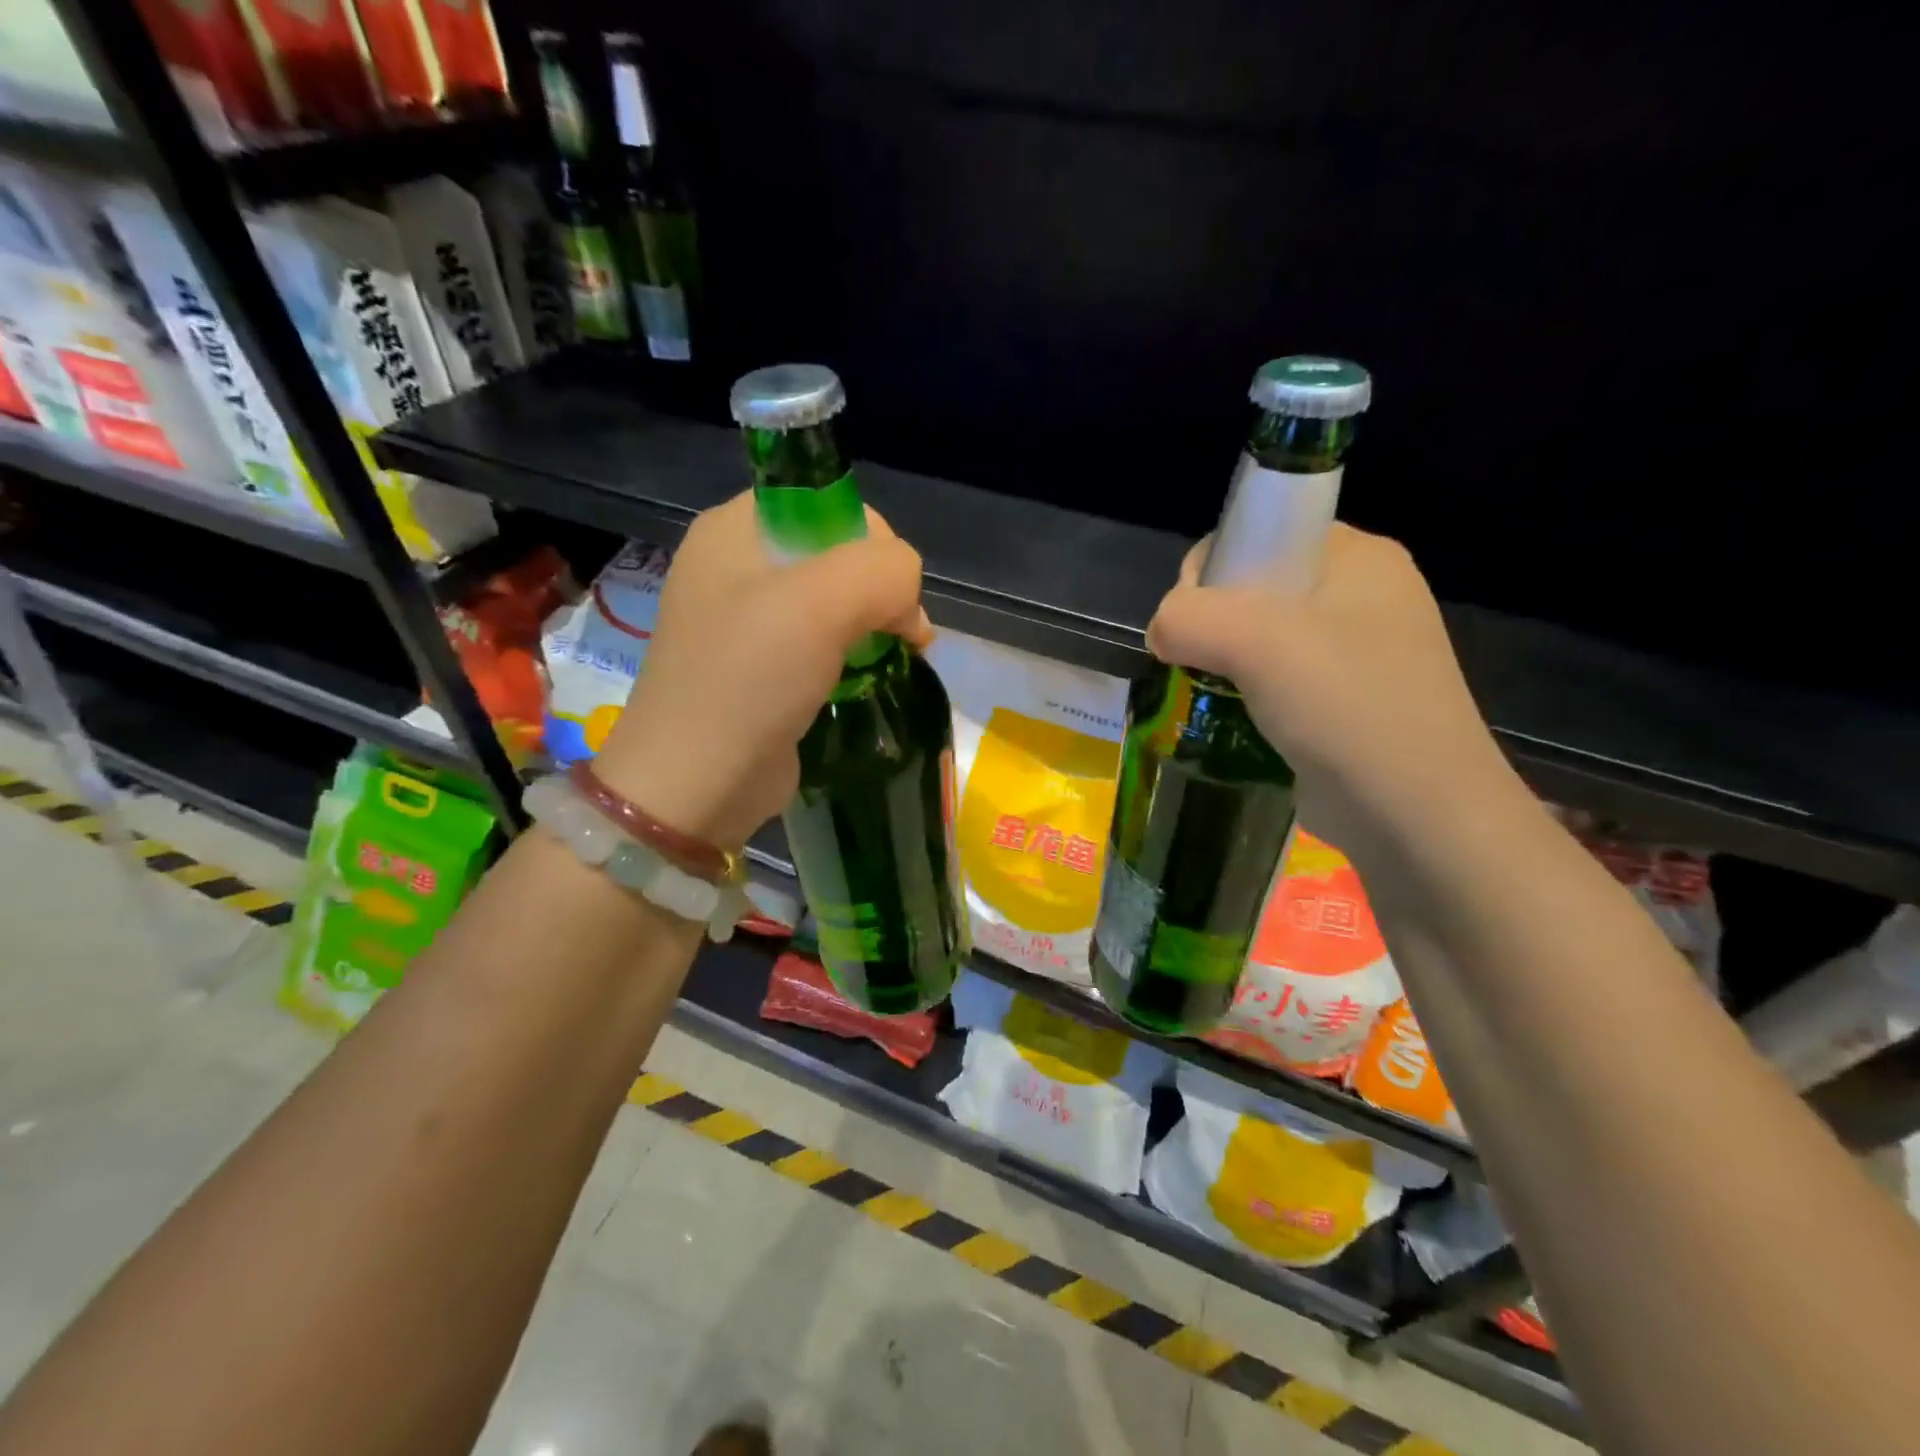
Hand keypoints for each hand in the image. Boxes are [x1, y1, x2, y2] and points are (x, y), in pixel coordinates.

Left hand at [593, 492, 931, 848]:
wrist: (696, 782)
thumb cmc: (749, 679)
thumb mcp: (821, 602)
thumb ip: (884, 570)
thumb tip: (908, 602)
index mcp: (736, 527)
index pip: (828, 501)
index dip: (873, 539)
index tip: (890, 593)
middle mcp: (737, 564)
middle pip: (837, 552)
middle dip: (880, 590)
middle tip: (900, 635)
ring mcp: (747, 619)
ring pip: (835, 599)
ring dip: (875, 624)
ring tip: (895, 658)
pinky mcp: (762, 666)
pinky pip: (822, 640)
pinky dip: (854, 654)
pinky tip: (869, 678)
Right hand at [1146, 524, 1515, 863]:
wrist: (1415, 815)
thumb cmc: (1345, 706)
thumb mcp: (1255, 641)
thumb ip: (1187, 617)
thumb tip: (1162, 634)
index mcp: (1357, 557)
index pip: (1262, 531)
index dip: (1214, 565)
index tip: (1192, 618)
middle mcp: (1361, 596)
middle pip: (1255, 586)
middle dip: (1213, 623)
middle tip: (1204, 664)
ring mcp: (1357, 653)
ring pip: (1261, 638)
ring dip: (1224, 663)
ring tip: (1210, 695)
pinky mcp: (1344, 702)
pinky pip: (1276, 680)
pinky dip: (1245, 695)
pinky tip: (1232, 720)